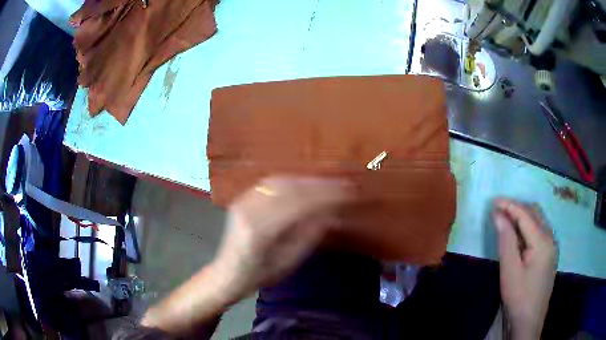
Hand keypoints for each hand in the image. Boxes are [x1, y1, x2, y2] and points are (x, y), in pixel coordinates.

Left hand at [211, 176, 352, 300]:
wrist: (228, 273)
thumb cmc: (259, 275)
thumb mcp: (289, 262)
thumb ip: (309, 235)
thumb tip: (333, 214)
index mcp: (260, 230)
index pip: (299, 204)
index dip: (326, 195)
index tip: (348, 192)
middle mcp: (249, 209)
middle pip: (289, 187)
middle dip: (319, 184)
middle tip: (343, 185)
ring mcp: (243, 201)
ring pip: (280, 181)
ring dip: (307, 181)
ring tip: (329, 184)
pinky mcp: (242, 198)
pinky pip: (270, 184)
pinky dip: (293, 181)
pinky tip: (305, 185)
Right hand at [493, 199, 557, 339]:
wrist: (529, 321)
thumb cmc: (519, 297)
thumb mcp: (510, 271)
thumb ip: (506, 240)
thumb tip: (498, 214)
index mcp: (542, 240)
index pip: (525, 214)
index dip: (509, 205)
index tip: (493, 201)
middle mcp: (550, 237)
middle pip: (534, 213)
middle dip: (517, 207)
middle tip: (498, 209)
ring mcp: (551, 246)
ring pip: (538, 220)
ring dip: (523, 215)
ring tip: (506, 219)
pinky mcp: (549, 254)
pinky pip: (539, 231)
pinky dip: (528, 226)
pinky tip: (519, 234)